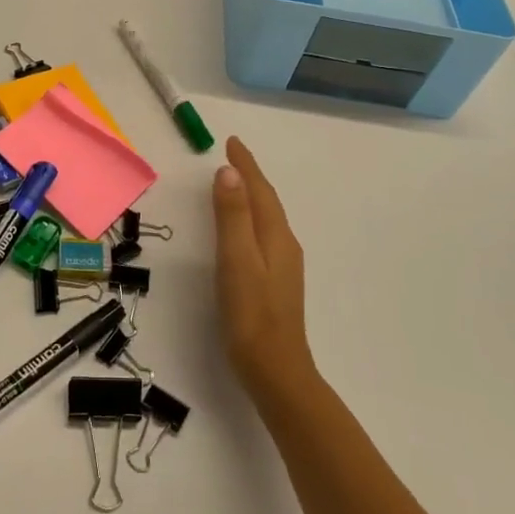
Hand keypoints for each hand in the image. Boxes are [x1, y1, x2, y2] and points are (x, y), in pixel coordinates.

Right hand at [211, 136, 316, 406]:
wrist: (276, 372)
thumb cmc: (251, 314)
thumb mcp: (236, 260)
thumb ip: (233, 216)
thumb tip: (229, 172)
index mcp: (275, 236)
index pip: (260, 190)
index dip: (246, 165)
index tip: (232, 142)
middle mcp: (284, 245)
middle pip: (267, 201)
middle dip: (251, 176)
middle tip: (232, 156)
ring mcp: (284, 266)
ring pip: (267, 219)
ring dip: (253, 196)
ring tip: (235, 183)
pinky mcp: (277, 283)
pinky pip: (264, 235)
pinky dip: (253, 219)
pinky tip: (245, 230)